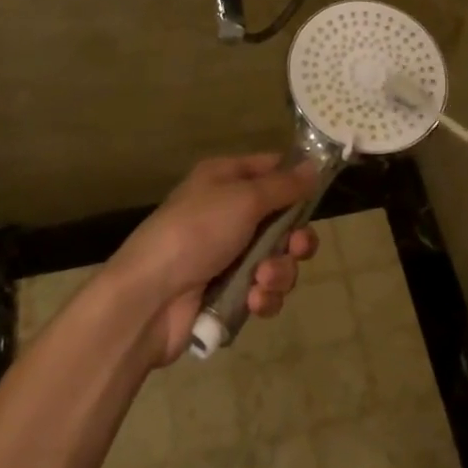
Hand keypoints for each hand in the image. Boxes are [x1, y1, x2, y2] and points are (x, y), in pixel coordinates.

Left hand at [106, 154, 319, 365]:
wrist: (150, 298)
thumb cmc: (196, 232)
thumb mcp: (243, 199)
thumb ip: (283, 186)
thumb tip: (313, 166)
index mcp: (225, 180)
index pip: (271, 169)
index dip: (295, 181)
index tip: (317, 196)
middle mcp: (228, 213)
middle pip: (282, 221)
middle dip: (295, 239)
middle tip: (296, 248)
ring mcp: (228, 256)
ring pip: (277, 260)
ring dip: (279, 272)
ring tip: (262, 279)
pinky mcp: (228, 293)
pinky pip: (263, 291)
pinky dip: (263, 297)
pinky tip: (252, 301)